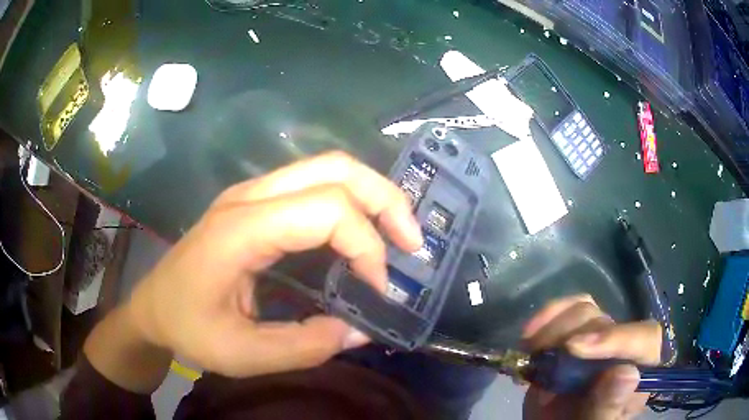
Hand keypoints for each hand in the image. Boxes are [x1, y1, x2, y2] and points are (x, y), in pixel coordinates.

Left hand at [125, 151, 421, 377]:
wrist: (153, 306)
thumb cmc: (189, 328)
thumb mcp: (243, 354)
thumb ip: (306, 347)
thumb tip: (362, 329)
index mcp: (240, 229)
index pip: (325, 210)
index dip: (366, 246)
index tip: (379, 288)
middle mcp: (250, 196)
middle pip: (335, 169)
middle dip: (385, 200)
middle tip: (412, 242)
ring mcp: (252, 192)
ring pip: (328, 168)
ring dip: (372, 196)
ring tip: (396, 236)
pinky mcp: (256, 201)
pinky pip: (314, 184)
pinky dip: (350, 203)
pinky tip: (361, 232)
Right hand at [521, 295, 661, 419]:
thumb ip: (609, 405)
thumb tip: (627, 373)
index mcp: (640, 367)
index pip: (645, 338)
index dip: (616, 338)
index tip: (575, 349)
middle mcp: (622, 346)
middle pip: (606, 322)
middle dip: (570, 338)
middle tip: (542, 360)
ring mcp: (598, 336)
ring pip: (585, 310)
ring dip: (553, 329)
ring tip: (533, 354)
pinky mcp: (575, 330)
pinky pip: (567, 307)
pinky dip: (546, 316)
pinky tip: (529, 335)